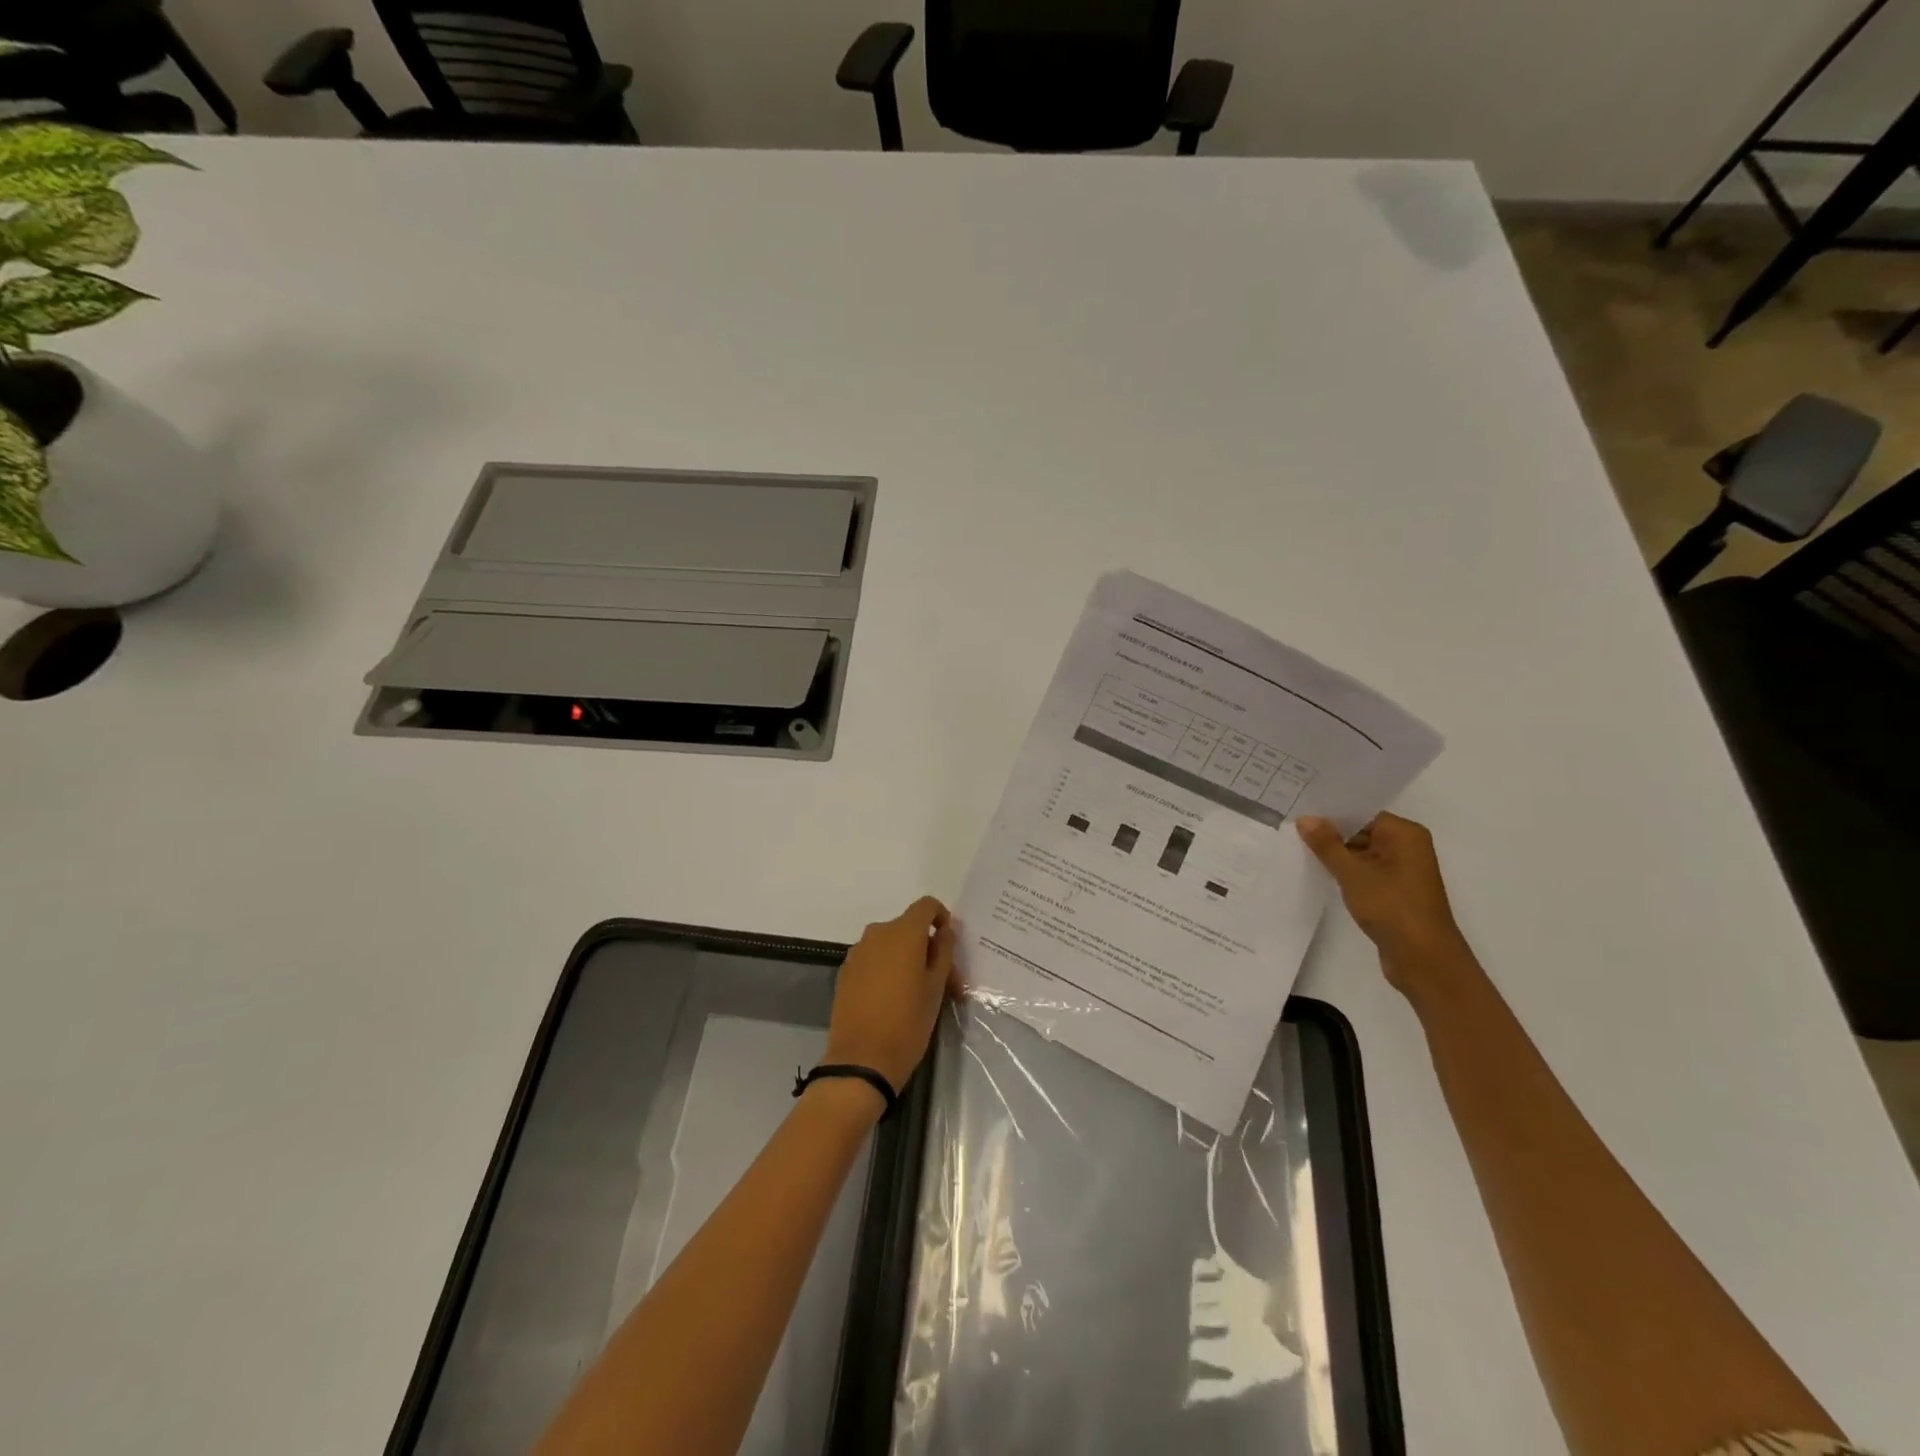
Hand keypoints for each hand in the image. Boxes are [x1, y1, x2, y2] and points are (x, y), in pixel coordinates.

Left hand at [823, 896, 961, 1097]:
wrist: (861, 1060)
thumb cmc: (908, 1022)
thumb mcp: (936, 987)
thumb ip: (943, 951)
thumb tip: (945, 930)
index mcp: (903, 932)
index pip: (926, 906)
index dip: (942, 918)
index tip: (949, 945)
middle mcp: (877, 933)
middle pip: (909, 928)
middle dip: (928, 948)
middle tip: (945, 983)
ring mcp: (857, 952)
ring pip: (891, 945)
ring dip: (908, 960)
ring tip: (919, 995)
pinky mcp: (845, 972)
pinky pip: (874, 960)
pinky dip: (888, 970)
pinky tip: (893, 1000)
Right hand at [1296, 812, 1480, 1006]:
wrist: (1425, 961)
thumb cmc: (1393, 909)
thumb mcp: (1354, 874)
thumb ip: (1328, 845)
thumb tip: (1305, 818)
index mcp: (1405, 835)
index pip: (1362, 812)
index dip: (1330, 812)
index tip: (1298, 809)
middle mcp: (1406, 847)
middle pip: (1360, 831)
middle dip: (1329, 833)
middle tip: (1290, 827)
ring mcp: (1401, 871)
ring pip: (1360, 852)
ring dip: (1334, 854)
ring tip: (1295, 846)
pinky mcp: (1393, 891)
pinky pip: (1364, 871)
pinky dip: (1344, 871)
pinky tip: (1316, 871)